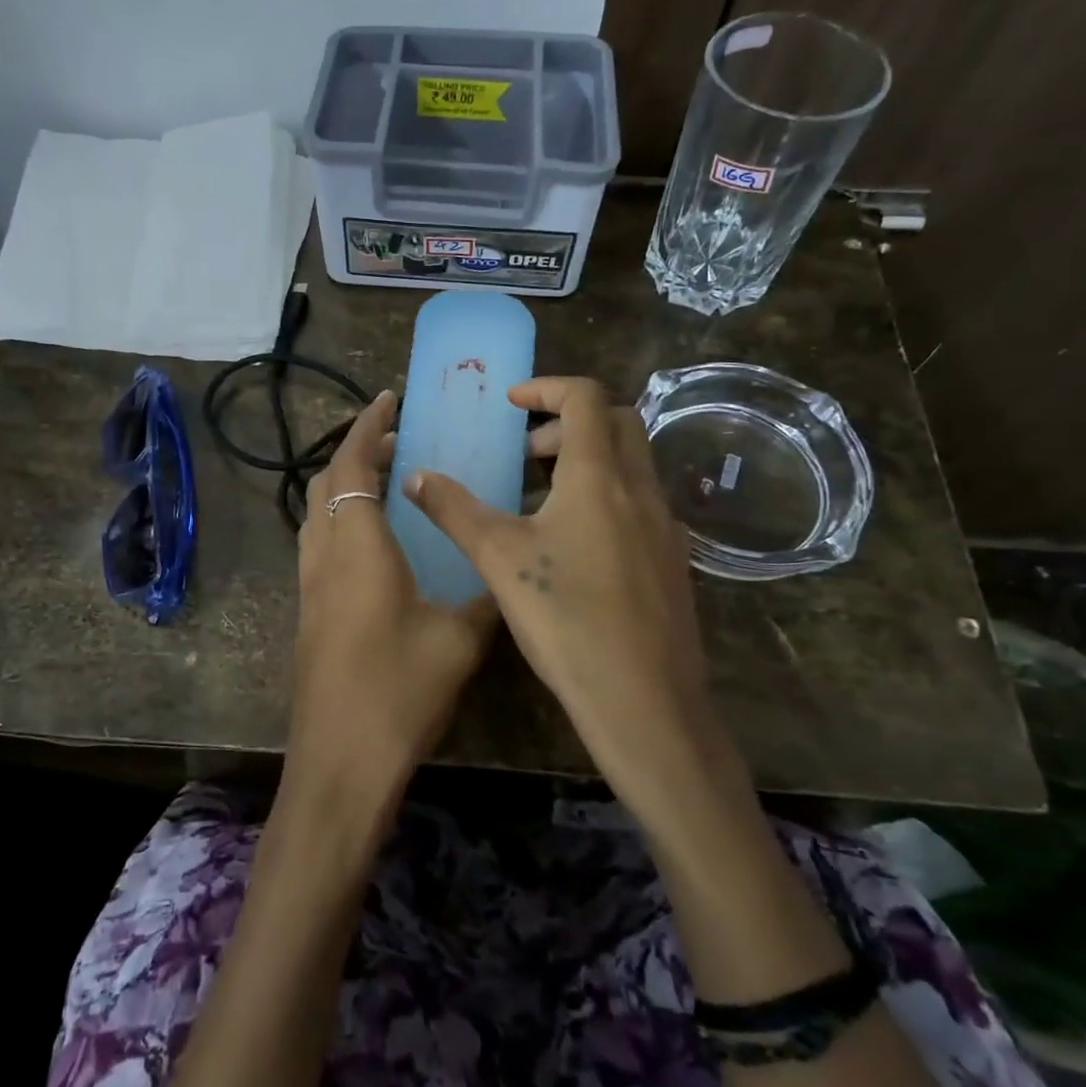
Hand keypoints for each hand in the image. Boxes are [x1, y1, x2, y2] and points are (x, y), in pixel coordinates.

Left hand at [289, 391, 497, 804]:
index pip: (353, 465)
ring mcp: (310, 586)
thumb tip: (509, 572)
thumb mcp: (459, 639)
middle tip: (399, 441)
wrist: (339, 762)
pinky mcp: (309, 613)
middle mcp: (325, 555)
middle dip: (357, 451)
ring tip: (390, 483)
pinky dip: (342, 520)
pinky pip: (320, 543)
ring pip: (318, 513)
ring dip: (346, 485)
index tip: (388, 397)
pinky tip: (377, 543)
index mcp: (359, 547)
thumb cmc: (398, 692)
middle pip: (327, 482)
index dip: (367, 425)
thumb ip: (486, 596)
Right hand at [406, 377, 746, 812]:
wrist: (643, 699)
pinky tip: (573, 545)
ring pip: (630, 464)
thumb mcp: (498, 558)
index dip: (545, 387)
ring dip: (587, 461)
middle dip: (568, 422)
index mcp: (599, 476)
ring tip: (540, 500)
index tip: (510, 403)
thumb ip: (454, 510)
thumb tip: (414, 476)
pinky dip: (605, 496)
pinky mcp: (672, 560)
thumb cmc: (565, 618)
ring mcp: (664, 525)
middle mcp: (640, 489)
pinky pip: (638, 502)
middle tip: (526, 453)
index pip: (584, 397)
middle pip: (616, 422)